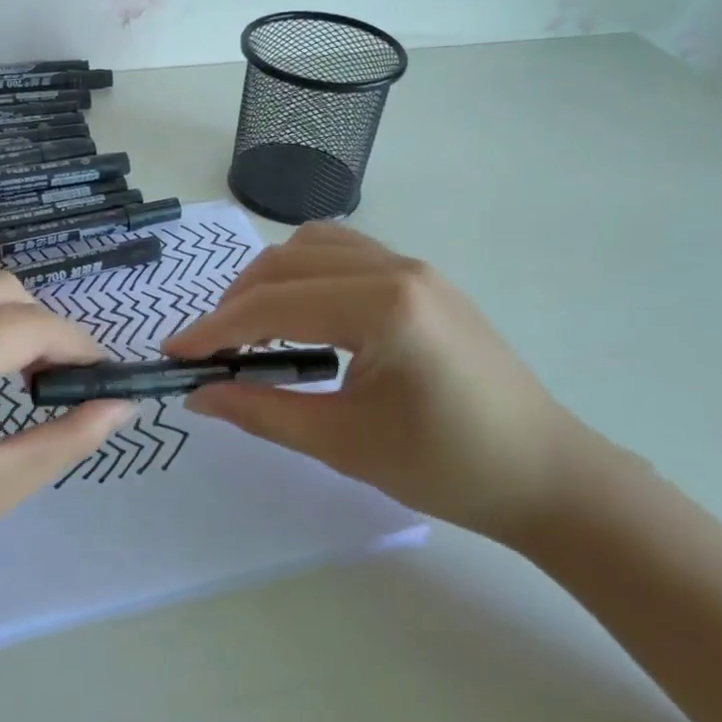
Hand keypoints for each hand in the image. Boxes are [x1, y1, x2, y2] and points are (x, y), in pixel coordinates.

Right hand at [163, 223, 595, 539]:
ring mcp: (413, 266)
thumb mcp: (343, 443)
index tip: (175, 354)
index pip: (274, 303)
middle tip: (212, 350)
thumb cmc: (448, 467)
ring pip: (314, 245)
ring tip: (253, 329)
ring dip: (271, 279)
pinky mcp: (421, 278)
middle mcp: (396, 268)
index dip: (215, 328)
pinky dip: (306, 275)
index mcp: (383, 307)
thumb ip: (262, 411)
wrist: (546, 475)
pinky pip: (345, 253)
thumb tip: (199, 394)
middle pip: (287, 262)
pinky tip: (303, 316)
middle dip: (237, 301)